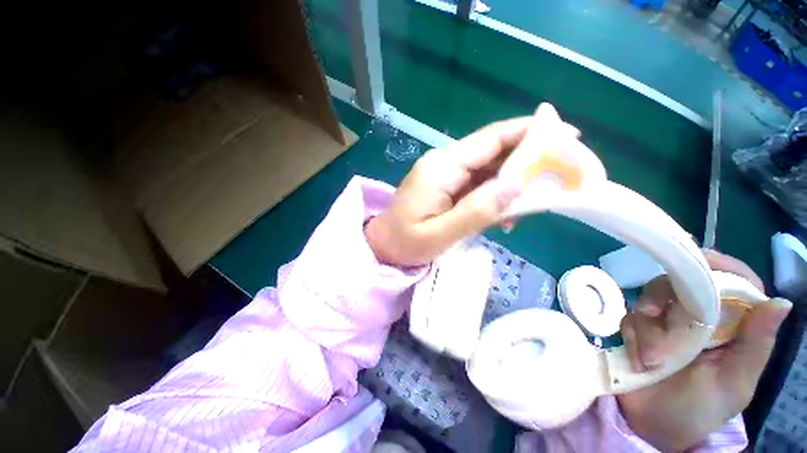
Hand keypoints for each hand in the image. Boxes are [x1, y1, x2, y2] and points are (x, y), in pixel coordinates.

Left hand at [366, 105, 578, 265]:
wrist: (382, 246)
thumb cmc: (405, 243)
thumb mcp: (441, 234)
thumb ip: (477, 211)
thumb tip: (515, 185)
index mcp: (442, 168)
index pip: (490, 140)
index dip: (528, 132)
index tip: (564, 133)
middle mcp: (444, 163)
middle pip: (492, 150)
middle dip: (527, 158)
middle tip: (559, 172)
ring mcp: (444, 174)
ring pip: (487, 169)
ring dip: (511, 182)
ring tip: (532, 204)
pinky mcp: (445, 187)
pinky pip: (477, 184)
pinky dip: (494, 195)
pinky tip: (503, 215)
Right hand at [618, 250, 791, 451]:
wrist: (651, 425)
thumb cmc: (699, 410)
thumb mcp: (734, 383)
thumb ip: (756, 345)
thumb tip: (781, 301)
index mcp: (731, 327)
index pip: (735, 282)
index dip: (720, 265)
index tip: (700, 260)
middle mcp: (698, 318)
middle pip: (683, 282)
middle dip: (666, 296)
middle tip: (655, 316)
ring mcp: (664, 322)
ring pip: (650, 297)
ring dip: (648, 327)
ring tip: (651, 359)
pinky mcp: (637, 327)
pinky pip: (630, 317)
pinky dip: (634, 337)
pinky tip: (639, 359)